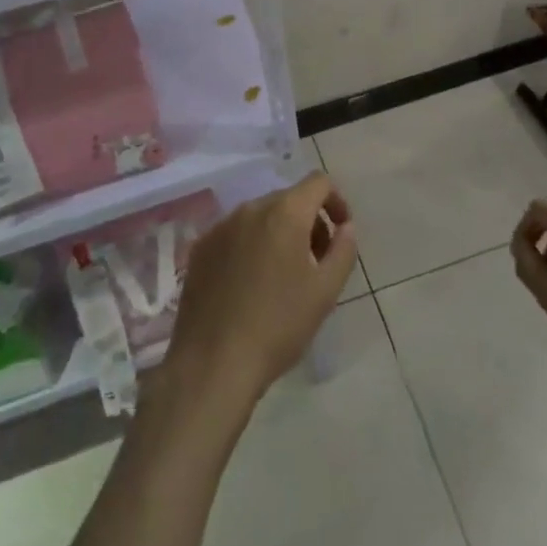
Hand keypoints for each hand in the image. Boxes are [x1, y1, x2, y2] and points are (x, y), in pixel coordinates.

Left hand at [165, 173, 356, 411]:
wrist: (212, 363)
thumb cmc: (278, 326)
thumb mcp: (325, 292)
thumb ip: (343, 250)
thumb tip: (345, 226)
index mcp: (285, 213)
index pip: (318, 182)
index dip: (336, 201)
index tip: (341, 232)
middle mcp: (251, 208)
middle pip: (289, 199)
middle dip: (309, 221)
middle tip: (316, 261)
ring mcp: (221, 226)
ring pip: (261, 216)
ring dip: (280, 233)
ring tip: (284, 276)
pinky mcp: (200, 247)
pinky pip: (235, 233)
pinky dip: (251, 245)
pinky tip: (250, 284)